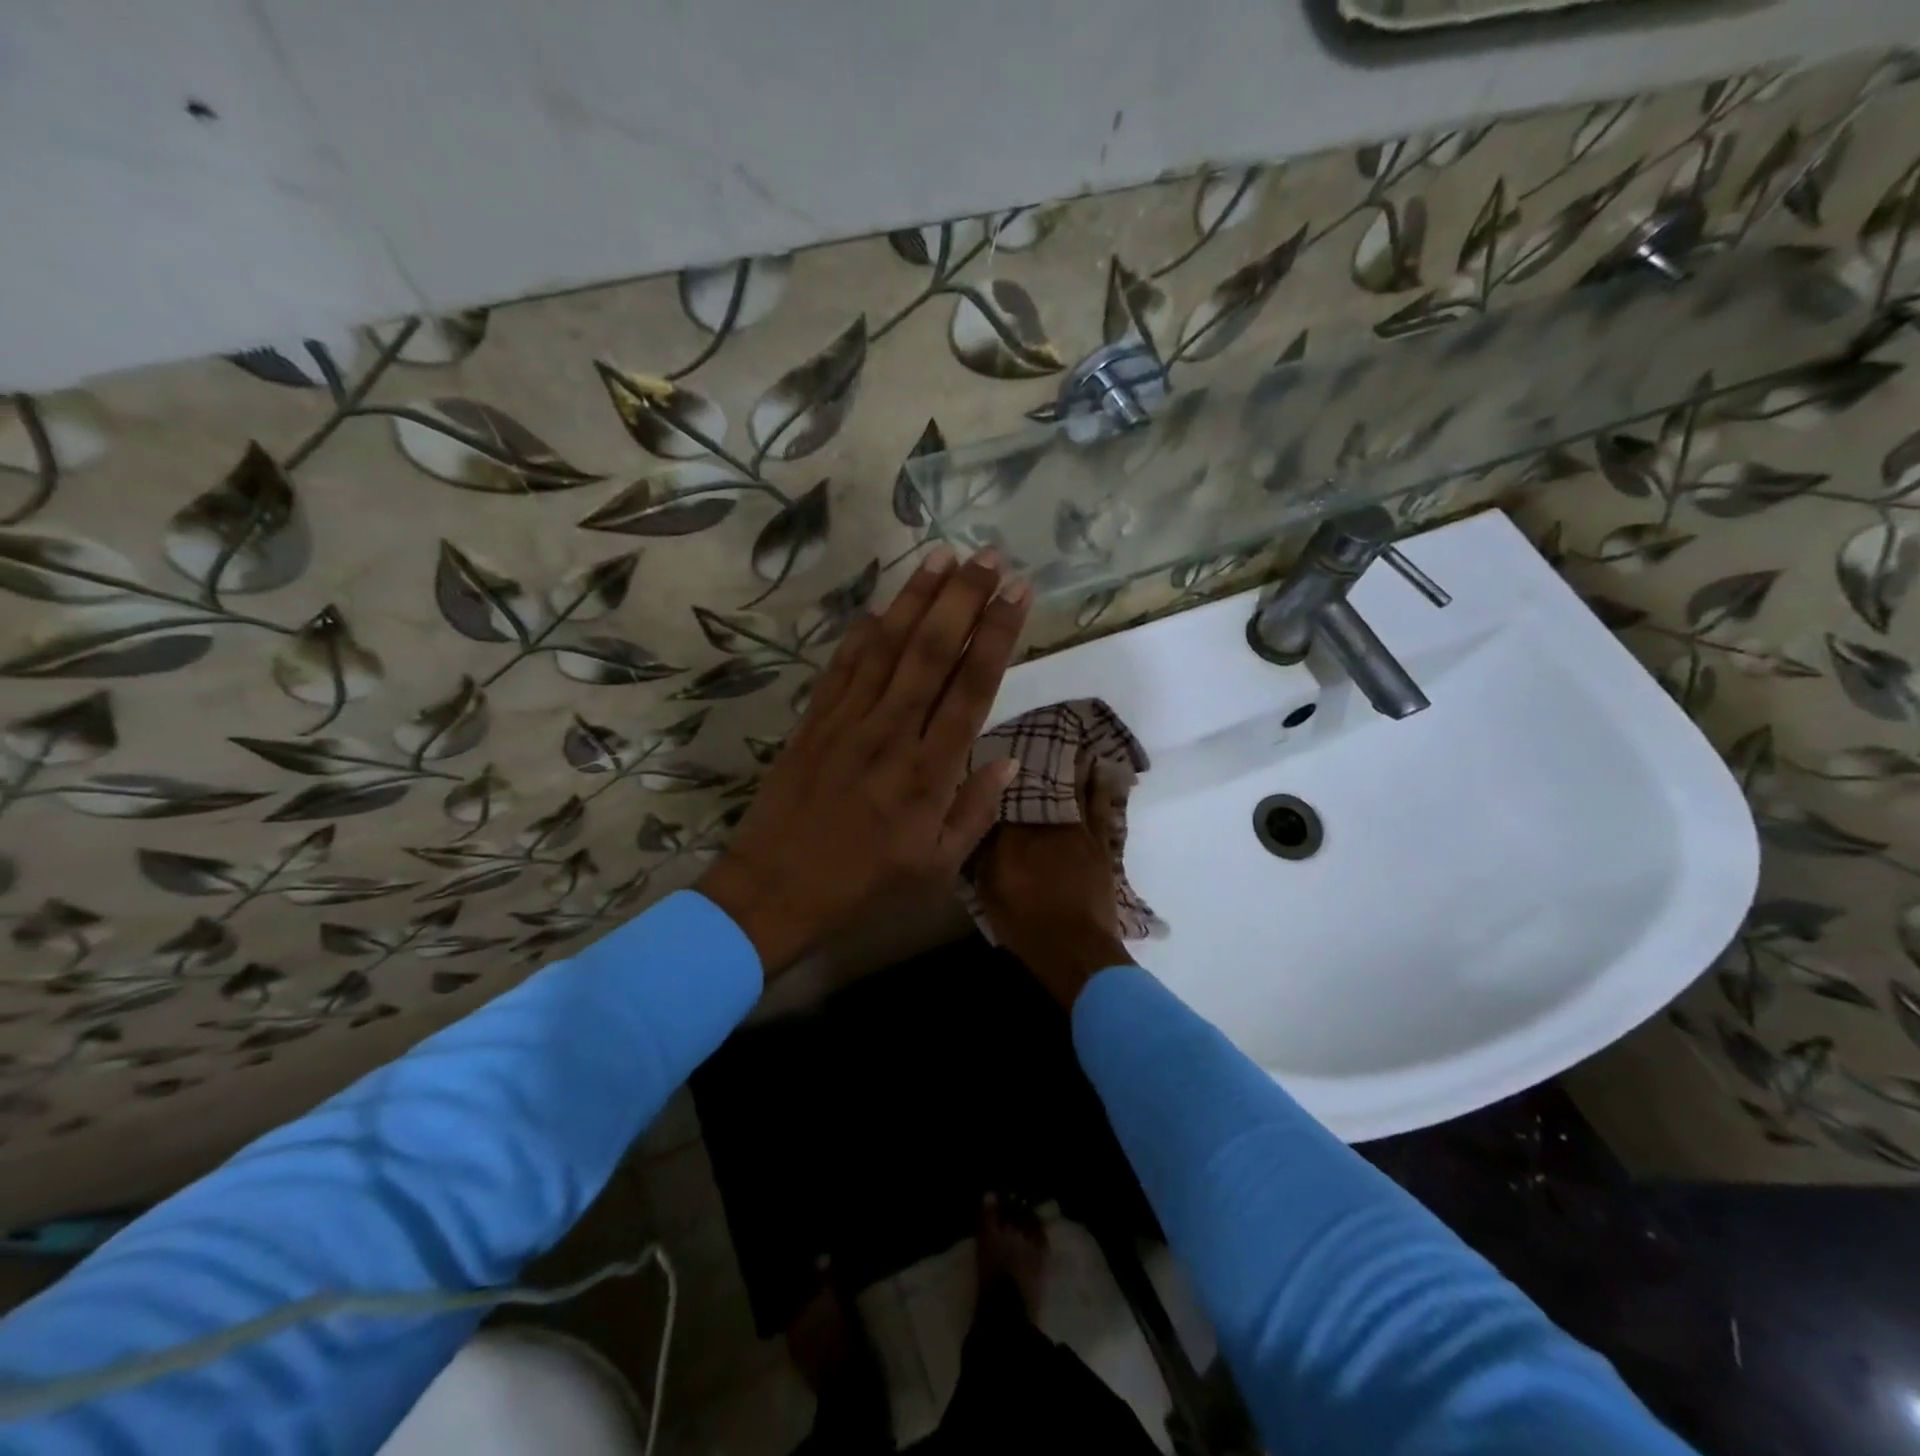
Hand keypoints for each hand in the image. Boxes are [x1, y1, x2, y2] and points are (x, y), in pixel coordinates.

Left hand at [697, 546, 1030, 977]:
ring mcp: (848, 722)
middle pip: (932, 651)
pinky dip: (863, 632)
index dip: (997, 634)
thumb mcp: (937, 867)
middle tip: (987, 555)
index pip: (972, 686)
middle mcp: (892, 733)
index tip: (1017, 592)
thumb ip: (976, 811)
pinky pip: (842, 666)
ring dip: (917, 598)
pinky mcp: (814, 721)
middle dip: (963, 597)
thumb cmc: (865, 884)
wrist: (776, 889)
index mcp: (930, 772)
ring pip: (887, 647)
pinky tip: (883, 604)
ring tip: (942, 556)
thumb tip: (1006, 760)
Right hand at [974, 767, 1134, 1009]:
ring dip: (1071, 766)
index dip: (1001, 778)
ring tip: (1071, 743)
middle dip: (1037, 764)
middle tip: (1035, 740)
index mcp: (1013, 833)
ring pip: (1072, 789)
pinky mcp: (1100, 845)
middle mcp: (1045, 823)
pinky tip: (1099, 771)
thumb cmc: (1024, 922)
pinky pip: (1099, 806)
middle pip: (1039, 786)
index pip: (1004, 796)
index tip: (997, 757)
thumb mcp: (989, 890)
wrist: (1074, 947)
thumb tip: (982, 824)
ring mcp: (1077, 832)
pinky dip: (1099, 786)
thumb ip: (983, 854)